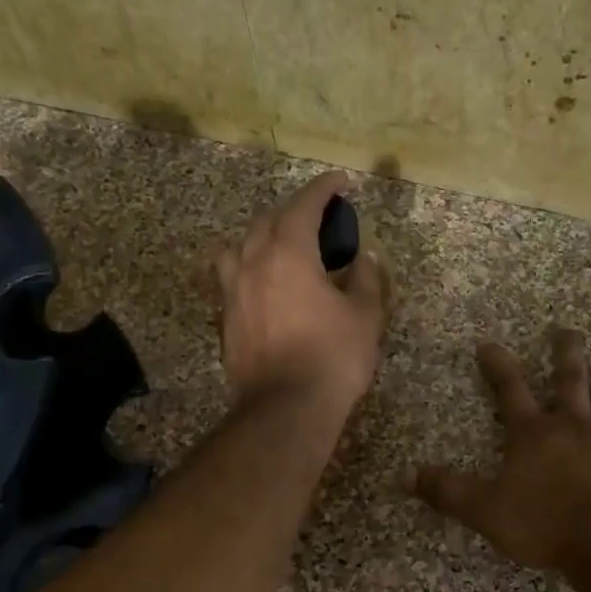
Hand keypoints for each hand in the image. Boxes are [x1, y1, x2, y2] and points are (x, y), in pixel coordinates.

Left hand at [216, 172, 385, 414]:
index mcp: (288, 253)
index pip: (303, 205)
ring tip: (281, 249)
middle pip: (267, 220)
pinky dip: (250, 269)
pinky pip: (232, 279)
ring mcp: (232, 292)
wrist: (285, 409)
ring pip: (240, 247)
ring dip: (262, 238)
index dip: (323, 189)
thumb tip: (364, 258)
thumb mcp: (364, 316)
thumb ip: (365, 279)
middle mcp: (252, 263)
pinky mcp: (225, 320)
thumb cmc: (332, 358)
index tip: (340, 182)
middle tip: (318, 220)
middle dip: (293, 211)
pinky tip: (266, 286)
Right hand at [415, 329, 590, 569]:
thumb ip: (447, 491)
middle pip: (570, 381)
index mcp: (534, 434)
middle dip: (567, 354)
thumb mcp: (483, 509)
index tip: (489, 342)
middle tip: (570, 329)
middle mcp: (574, 426)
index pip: (510, 391)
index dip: (498, 366)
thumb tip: (406, 476)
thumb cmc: (542, 523)